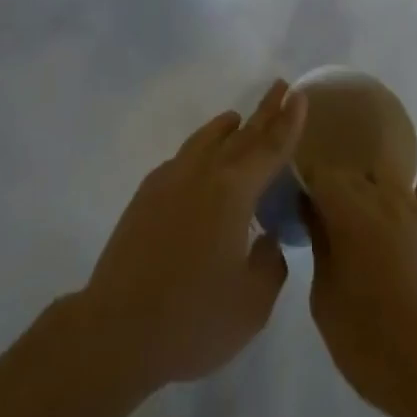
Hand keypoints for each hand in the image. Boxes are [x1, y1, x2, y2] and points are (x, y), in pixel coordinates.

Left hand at [77, 81, 306, 394]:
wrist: (117, 330)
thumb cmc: (192, 319)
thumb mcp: (251, 305)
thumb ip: (269, 264)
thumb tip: (267, 240)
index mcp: (233, 191)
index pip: (269, 148)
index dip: (288, 122)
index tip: (299, 94)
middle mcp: (203, 173)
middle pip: (241, 134)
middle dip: (264, 111)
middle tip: (279, 86)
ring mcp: (170, 179)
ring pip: (206, 140)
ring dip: (227, 127)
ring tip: (238, 117)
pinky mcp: (146, 195)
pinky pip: (183, 158)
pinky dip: (201, 149)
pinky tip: (201, 161)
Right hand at [302, 167, 416, 416]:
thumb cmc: (370, 339)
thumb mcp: (325, 298)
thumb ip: (318, 243)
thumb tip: (311, 212)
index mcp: (349, 208)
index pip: (319, 172)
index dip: (304, 181)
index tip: (296, 199)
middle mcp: (382, 195)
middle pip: (350, 171)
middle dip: (333, 185)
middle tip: (321, 211)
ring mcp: (414, 207)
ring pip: (381, 179)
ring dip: (364, 191)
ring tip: (355, 218)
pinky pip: (408, 196)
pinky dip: (392, 201)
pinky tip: (387, 225)